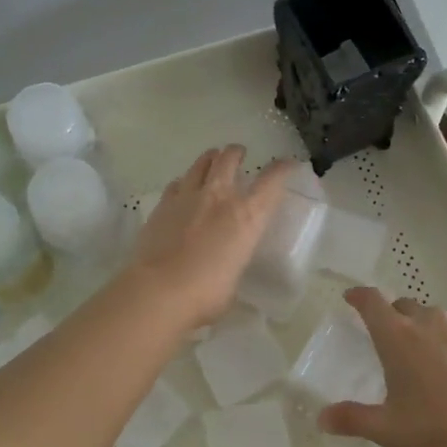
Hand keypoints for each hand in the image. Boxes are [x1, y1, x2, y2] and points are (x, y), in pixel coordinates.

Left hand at [124, 145, 295, 330]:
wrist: (159, 291)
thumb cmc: (207, 293)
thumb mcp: (234, 276)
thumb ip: (234, 259)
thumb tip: (226, 261)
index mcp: (247, 216)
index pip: (271, 182)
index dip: (282, 169)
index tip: (287, 164)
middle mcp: (219, 197)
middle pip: (229, 159)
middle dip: (236, 153)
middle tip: (238, 153)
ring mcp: (188, 197)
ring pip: (200, 164)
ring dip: (209, 159)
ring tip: (211, 159)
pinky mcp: (162, 205)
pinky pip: (177, 184)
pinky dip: (184, 182)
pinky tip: (183, 188)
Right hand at [320, 287, 446, 446]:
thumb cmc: (436, 428)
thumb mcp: (387, 428)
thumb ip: (351, 419)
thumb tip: (321, 418)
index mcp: (398, 336)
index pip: (372, 300)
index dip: (358, 295)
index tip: (350, 297)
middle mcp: (426, 323)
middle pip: (401, 305)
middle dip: (388, 315)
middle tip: (382, 338)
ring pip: (428, 318)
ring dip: (416, 328)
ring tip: (413, 356)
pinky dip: (440, 342)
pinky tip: (444, 371)